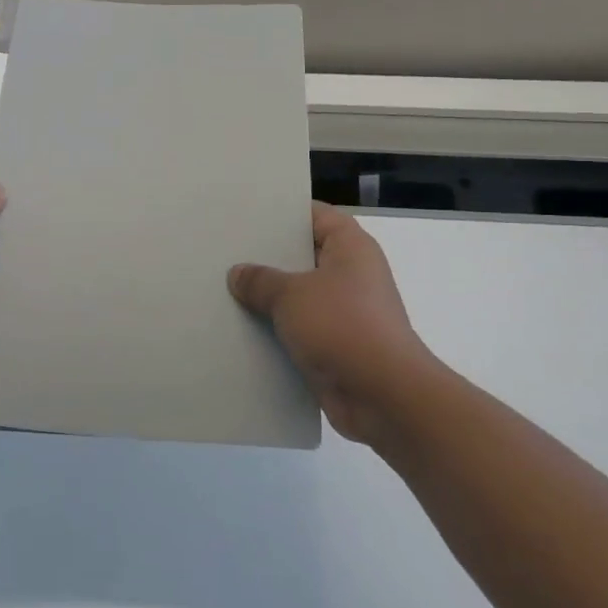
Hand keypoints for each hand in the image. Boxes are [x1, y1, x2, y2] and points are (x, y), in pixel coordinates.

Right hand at [229, 203, 436, 450]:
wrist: (382, 395)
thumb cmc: (342, 326)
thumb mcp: (291, 295)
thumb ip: (261, 280)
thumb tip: (238, 273)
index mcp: (351, 247)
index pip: (315, 215)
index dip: (282, 212)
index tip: (246, 214)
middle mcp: (352, 274)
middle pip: (304, 256)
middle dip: (268, 257)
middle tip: (226, 252)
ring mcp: (346, 312)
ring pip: (300, 296)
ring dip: (270, 298)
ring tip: (225, 289)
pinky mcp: (337, 346)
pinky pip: (300, 329)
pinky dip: (277, 330)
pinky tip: (241, 328)